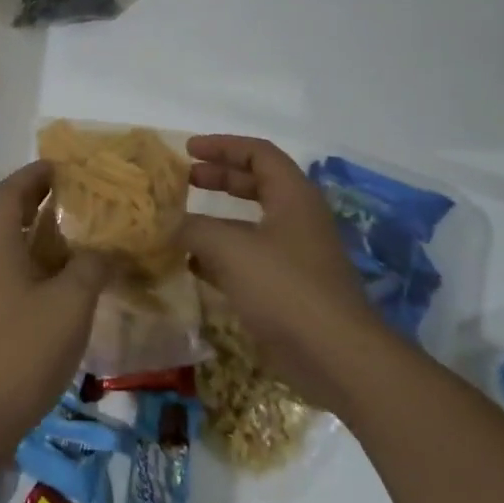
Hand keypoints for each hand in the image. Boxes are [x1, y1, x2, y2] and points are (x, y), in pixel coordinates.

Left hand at [0, 161, 114, 459]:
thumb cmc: (21, 351)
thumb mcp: (70, 304)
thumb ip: (94, 267)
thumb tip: (112, 248)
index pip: (12, 191)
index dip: (36, 173)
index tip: (65, 166)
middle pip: (10, 218)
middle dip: (43, 204)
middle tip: (82, 202)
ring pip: (11, 251)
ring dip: (42, 240)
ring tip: (82, 244)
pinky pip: (9, 279)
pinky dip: (36, 271)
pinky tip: (63, 292)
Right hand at [181, 134, 383, 403]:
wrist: (335, 356)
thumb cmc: (285, 288)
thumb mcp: (231, 249)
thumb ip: (194, 229)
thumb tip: (168, 223)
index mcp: (293, 196)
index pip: (258, 153)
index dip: (222, 146)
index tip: (188, 150)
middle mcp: (297, 219)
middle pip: (256, 184)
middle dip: (218, 178)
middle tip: (183, 180)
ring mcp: (295, 255)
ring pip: (251, 224)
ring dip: (216, 219)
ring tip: (180, 222)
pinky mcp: (288, 289)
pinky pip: (250, 259)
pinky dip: (221, 255)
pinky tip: (193, 265)